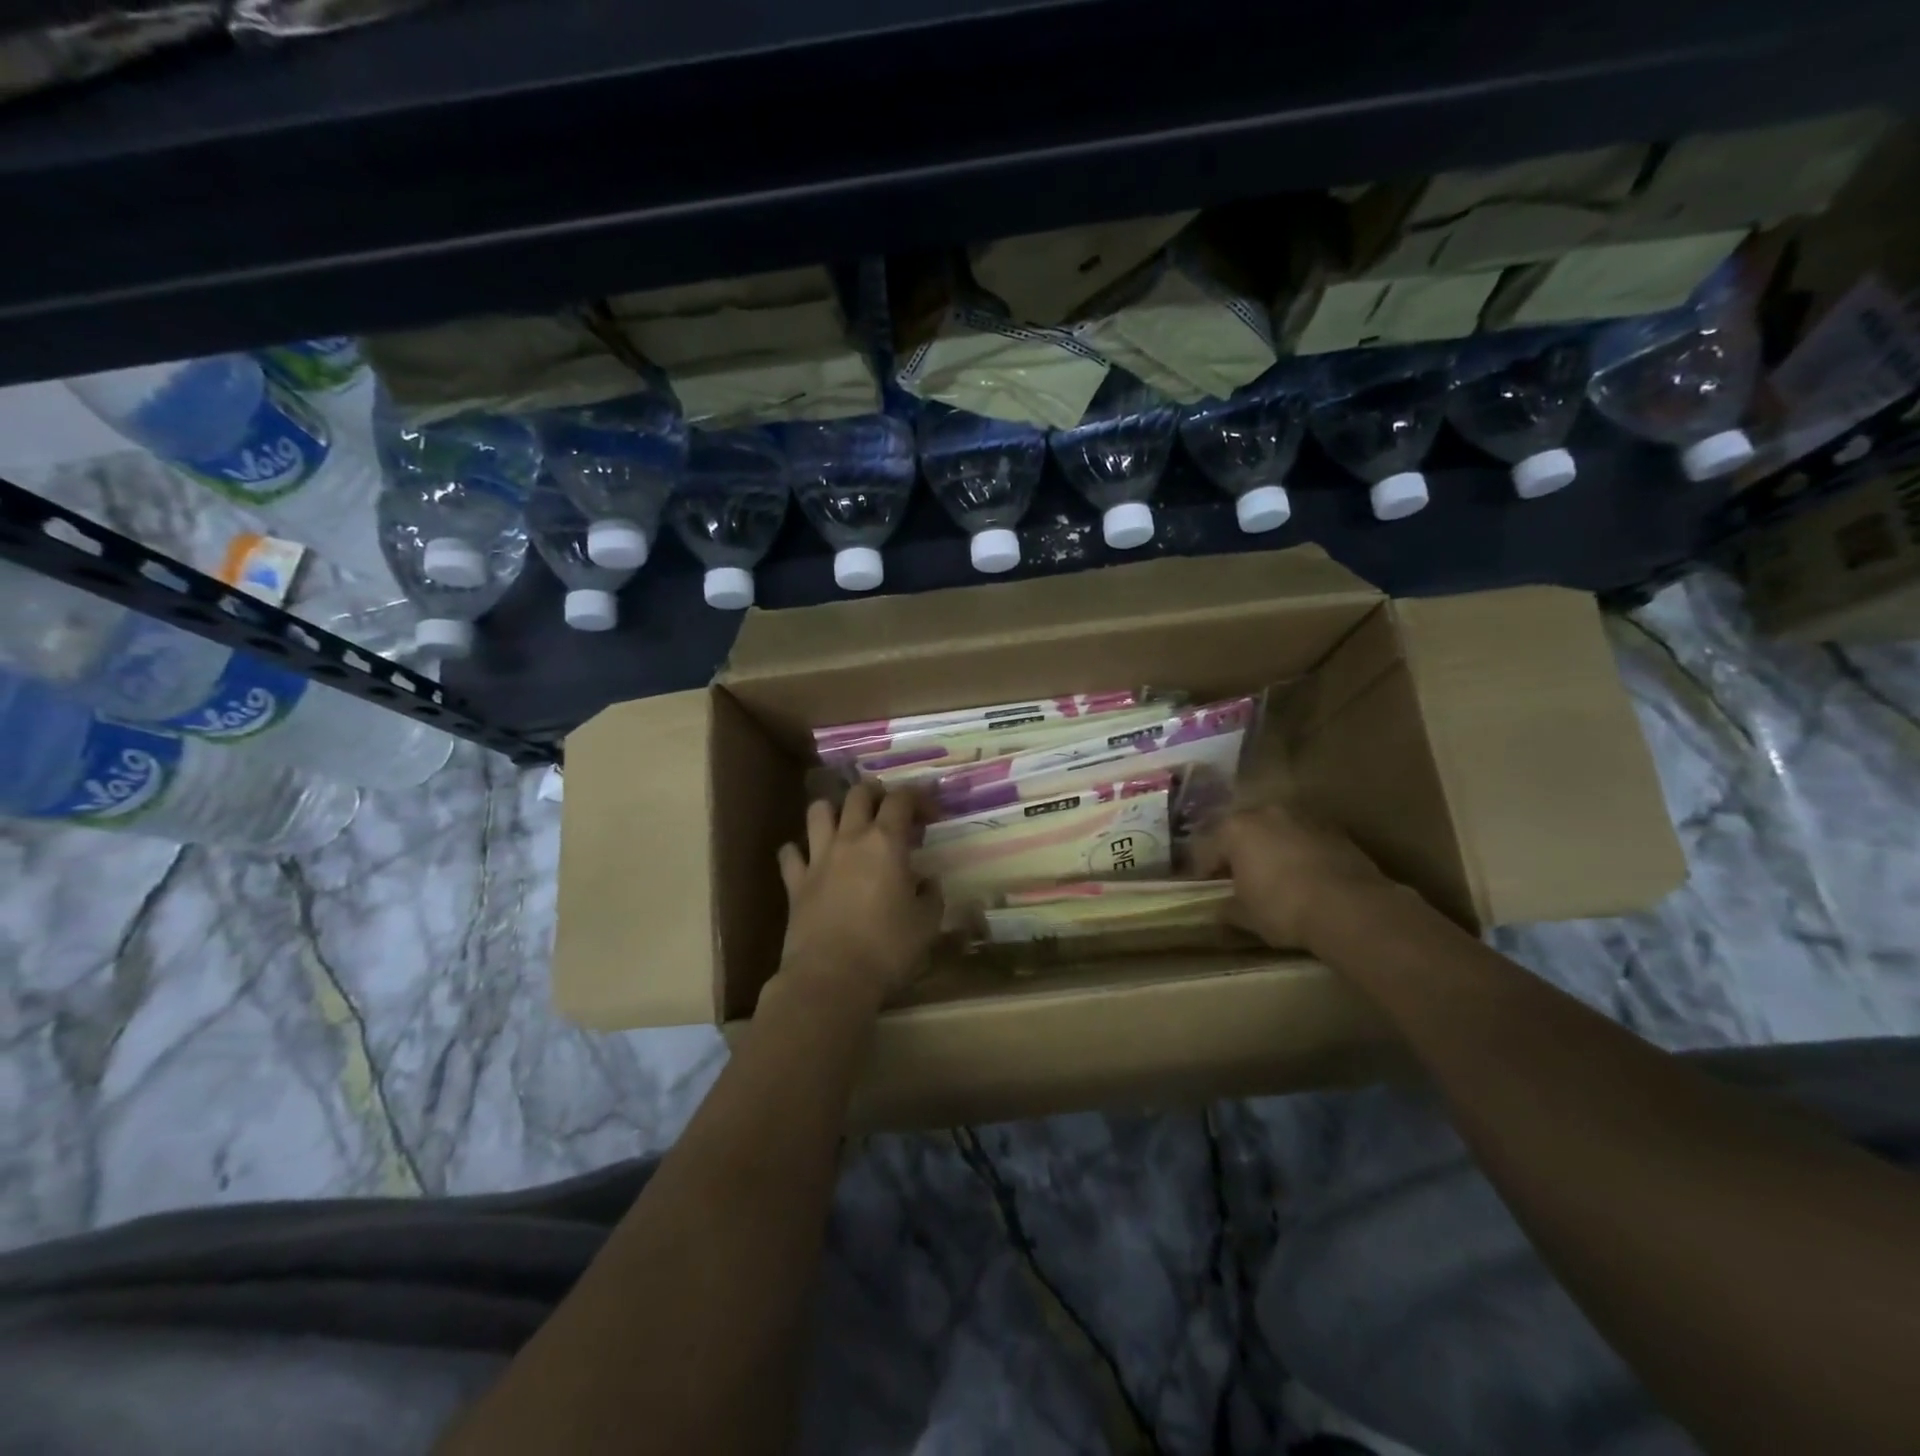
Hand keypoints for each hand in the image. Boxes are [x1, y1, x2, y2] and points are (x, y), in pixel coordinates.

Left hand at [775, 783, 943, 1007]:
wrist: (831, 978)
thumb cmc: (887, 948)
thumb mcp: (927, 923)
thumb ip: (931, 894)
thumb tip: (927, 882)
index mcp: (886, 842)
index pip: (902, 799)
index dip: (919, 798)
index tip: (930, 816)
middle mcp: (850, 839)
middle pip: (858, 794)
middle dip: (876, 794)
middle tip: (889, 812)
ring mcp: (818, 858)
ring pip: (818, 811)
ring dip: (833, 811)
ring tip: (846, 826)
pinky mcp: (794, 882)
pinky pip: (790, 853)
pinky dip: (799, 851)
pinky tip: (810, 861)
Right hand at [1198, 798, 1392, 950]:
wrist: (1349, 907)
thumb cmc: (1282, 908)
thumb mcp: (1245, 916)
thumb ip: (1227, 908)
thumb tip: (1220, 909)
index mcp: (1234, 829)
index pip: (1207, 849)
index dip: (1204, 871)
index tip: (1207, 890)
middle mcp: (1266, 813)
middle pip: (1243, 832)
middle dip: (1239, 853)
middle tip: (1241, 880)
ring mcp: (1303, 818)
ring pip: (1277, 832)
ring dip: (1272, 850)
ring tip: (1277, 878)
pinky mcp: (1335, 830)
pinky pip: (1307, 840)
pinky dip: (1302, 855)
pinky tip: (1307, 879)